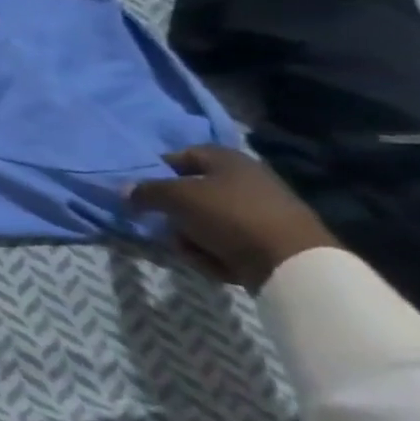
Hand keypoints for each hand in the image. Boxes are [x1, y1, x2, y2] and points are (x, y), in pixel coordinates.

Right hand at [128, 146, 341, 290]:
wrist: (294, 264)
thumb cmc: (230, 216)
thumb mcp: (177, 197)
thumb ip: (145, 192)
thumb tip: (124, 191)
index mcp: (227, 159)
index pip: (181, 156)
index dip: (158, 172)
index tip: (142, 193)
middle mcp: (245, 179)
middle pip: (191, 194)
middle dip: (174, 214)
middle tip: (166, 227)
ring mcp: (260, 212)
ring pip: (205, 221)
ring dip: (191, 237)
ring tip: (193, 251)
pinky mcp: (268, 241)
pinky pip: (227, 242)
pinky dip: (216, 253)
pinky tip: (217, 264)